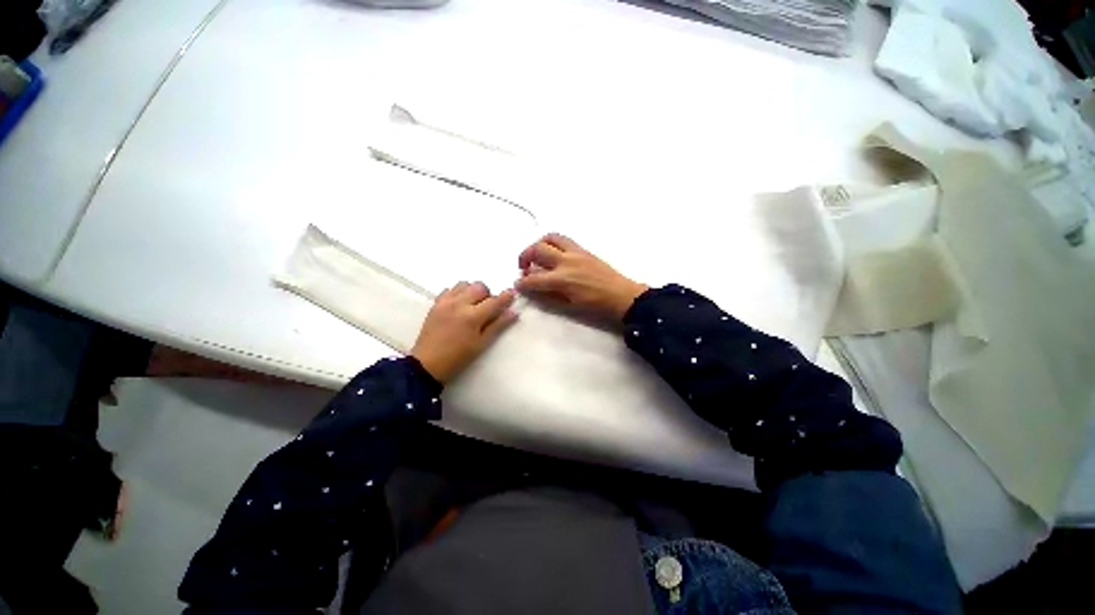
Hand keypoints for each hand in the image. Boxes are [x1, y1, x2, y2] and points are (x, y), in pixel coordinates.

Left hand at [411, 282, 517, 383]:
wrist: (427, 364)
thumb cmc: (458, 357)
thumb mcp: (482, 344)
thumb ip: (498, 326)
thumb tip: (513, 313)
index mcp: (473, 316)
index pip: (494, 301)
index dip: (506, 297)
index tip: (512, 294)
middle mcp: (459, 304)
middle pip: (479, 287)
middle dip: (488, 295)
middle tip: (487, 308)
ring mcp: (445, 302)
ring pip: (464, 284)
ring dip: (472, 291)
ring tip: (472, 305)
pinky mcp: (435, 304)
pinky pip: (449, 289)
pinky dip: (457, 293)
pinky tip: (458, 306)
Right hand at [516, 233, 648, 320]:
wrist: (620, 295)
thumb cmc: (594, 305)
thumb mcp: (568, 306)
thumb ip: (548, 296)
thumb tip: (533, 288)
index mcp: (562, 280)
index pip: (533, 278)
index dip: (522, 283)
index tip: (518, 284)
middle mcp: (565, 262)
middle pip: (537, 250)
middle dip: (524, 257)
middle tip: (524, 268)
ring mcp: (575, 252)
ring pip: (550, 237)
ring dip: (538, 244)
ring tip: (537, 255)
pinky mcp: (583, 249)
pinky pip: (563, 239)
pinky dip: (552, 242)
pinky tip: (553, 253)